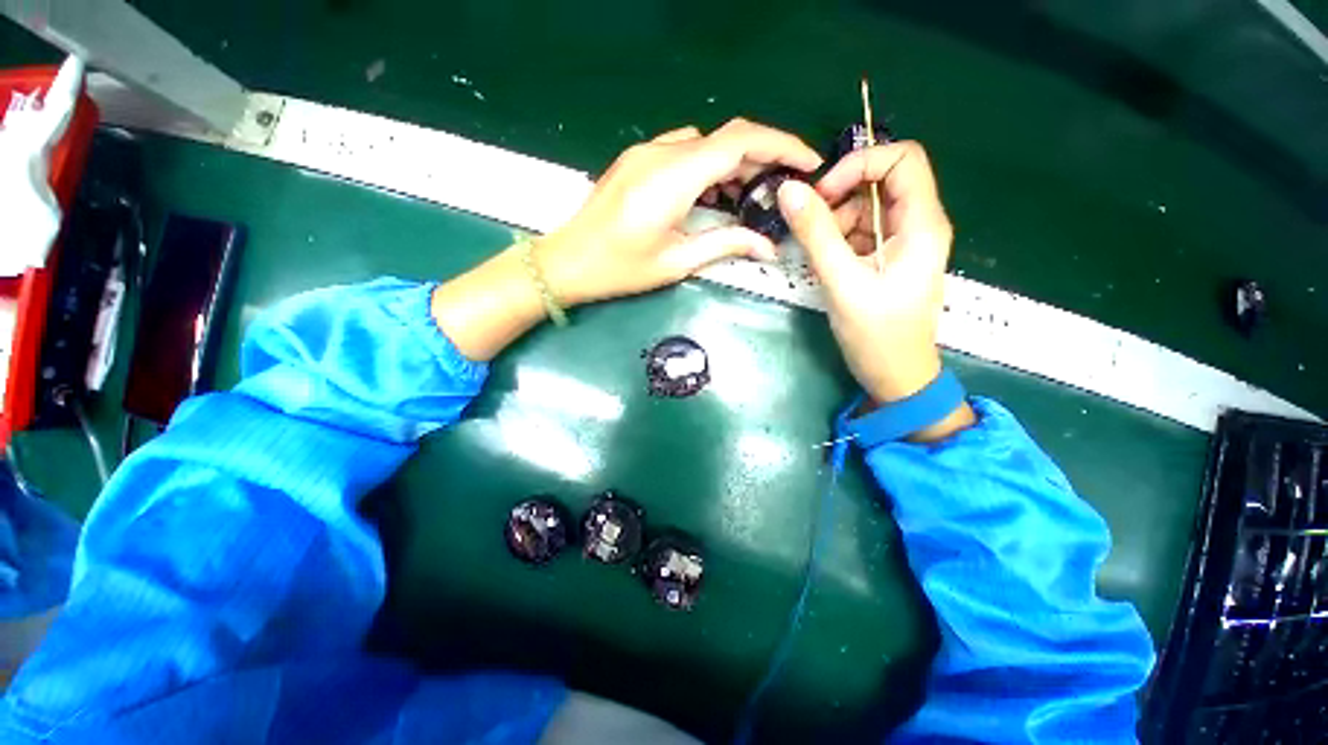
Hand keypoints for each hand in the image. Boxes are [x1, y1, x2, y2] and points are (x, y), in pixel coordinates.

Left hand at [538, 119, 822, 305]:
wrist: (567, 262)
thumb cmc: (620, 269)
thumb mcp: (676, 261)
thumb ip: (725, 245)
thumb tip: (768, 247)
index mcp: (674, 178)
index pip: (740, 142)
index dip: (781, 145)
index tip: (809, 163)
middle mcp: (661, 152)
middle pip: (726, 137)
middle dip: (763, 157)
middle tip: (783, 187)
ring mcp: (646, 152)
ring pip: (705, 143)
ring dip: (734, 163)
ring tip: (751, 196)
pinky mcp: (637, 159)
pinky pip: (683, 151)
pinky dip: (708, 166)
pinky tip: (714, 195)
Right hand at [777, 141, 973, 439]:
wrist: (896, 376)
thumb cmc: (877, 334)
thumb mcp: (842, 282)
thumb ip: (816, 235)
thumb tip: (789, 190)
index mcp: (921, 223)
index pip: (902, 158)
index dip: (860, 164)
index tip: (822, 195)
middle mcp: (918, 225)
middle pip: (881, 181)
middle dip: (841, 196)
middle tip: (809, 225)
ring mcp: (903, 243)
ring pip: (867, 208)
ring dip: (835, 223)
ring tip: (815, 255)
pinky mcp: (888, 260)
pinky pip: (862, 233)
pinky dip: (838, 241)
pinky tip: (825, 265)